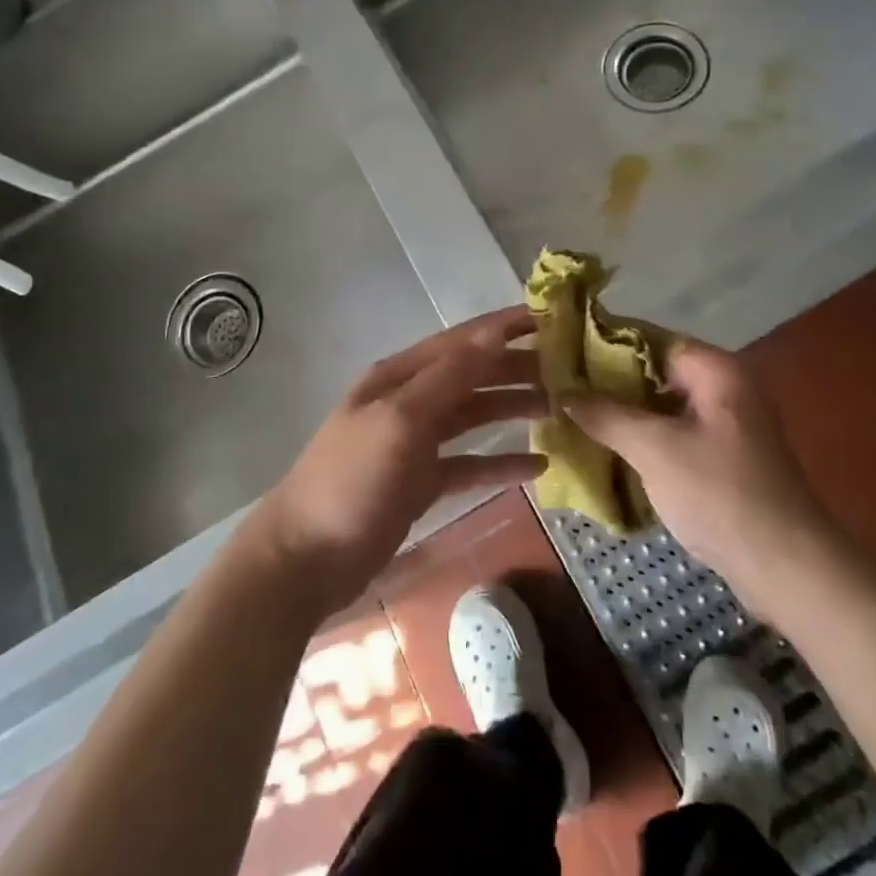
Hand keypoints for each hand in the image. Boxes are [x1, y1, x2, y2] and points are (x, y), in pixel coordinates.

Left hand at [252, 307, 547, 611]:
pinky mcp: (421, 482)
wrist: (306, 557)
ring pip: (473, 416)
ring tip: (560, 410)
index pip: (461, 340)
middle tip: (569, 372)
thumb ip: (448, 377)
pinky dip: (500, 463)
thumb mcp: (400, 421)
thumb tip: (493, 334)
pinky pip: (469, 464)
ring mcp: (414, 443)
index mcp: (400, 376)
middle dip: (516, 369)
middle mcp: (409, 401)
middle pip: (471, 376)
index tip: (551, 318)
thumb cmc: (352, 480)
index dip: (503, 327)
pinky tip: (538, 467)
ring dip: (512, 410)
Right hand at [566, 337, 842, 593]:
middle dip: (607, 379)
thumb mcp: (655, 449)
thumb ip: (606, 414)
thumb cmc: (720, 494)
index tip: (561, 348)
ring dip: (621, 409)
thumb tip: (562, 391)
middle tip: (559, 385)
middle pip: (653, 369)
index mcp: (714, 370)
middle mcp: (721, 387)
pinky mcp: (720, 456)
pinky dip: (640, 435)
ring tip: (572, 412)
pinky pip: (670, 431)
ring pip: (659, 403)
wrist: (786, 568)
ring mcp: (722, 423)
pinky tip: (604, 445)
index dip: (604, 340)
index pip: (649, 337)